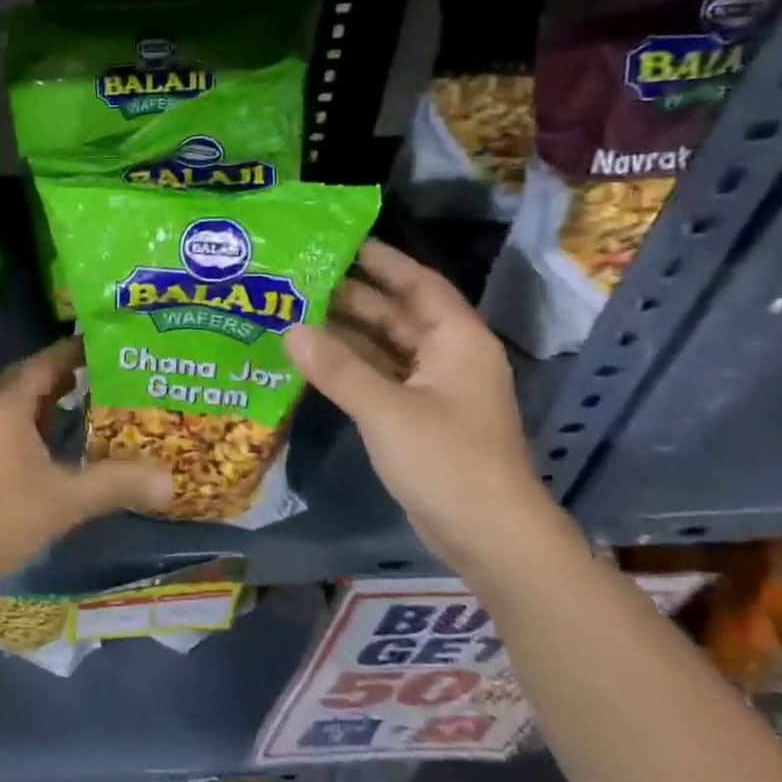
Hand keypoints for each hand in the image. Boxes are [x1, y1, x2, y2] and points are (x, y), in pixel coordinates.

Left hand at [0, 337, 173, 587]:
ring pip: (19, 399)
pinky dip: (36, 417)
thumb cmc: (3, 517)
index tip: (107, 344)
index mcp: (7, 405)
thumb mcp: (66, 500)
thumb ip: (117, 484)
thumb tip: (170, 480)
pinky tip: (59, 436)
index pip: (45, 362)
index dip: (74, 351)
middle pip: (30, 376)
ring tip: (89, 395)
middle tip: (105, 369)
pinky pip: (11, 420)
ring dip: (49, 395)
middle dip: (65, 371)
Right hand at [284, 241, 563, 574]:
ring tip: (293, 311)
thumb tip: (290, 329)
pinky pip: (377, 377)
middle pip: (395, 314)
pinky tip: (310, 359)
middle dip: (350, 296)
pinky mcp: (417, 418)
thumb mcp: (387, 410)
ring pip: (383, 347)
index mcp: (457, 341)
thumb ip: (337, 368)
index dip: (382, 261)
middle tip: (297, 278)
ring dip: (344, 333)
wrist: (490, 540)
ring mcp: (432, 390)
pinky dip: (348, 366)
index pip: (418, 284)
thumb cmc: (448, 462)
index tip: (338, 241)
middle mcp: (447, 357)